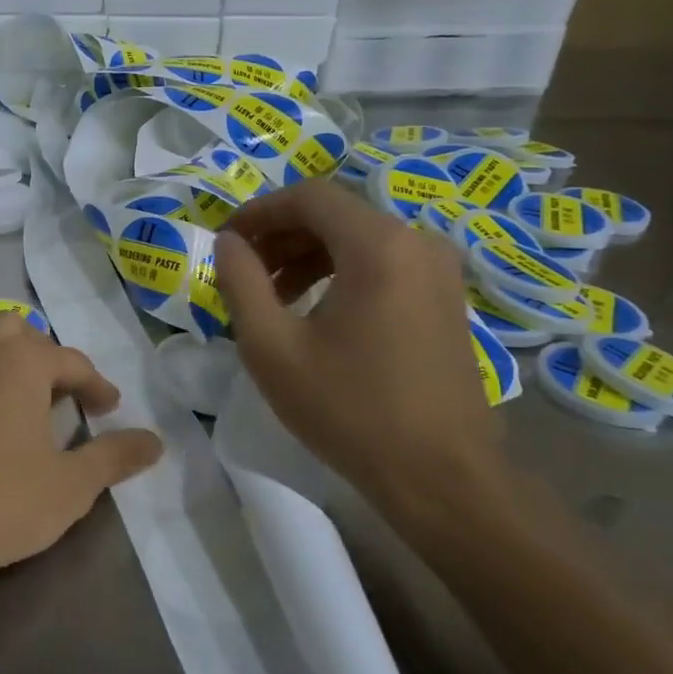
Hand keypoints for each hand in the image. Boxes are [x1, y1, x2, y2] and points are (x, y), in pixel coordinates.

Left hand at [0, 315, 163, 594]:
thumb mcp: (73, 486)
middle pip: (14, 328)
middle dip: (41, 352)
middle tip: (56, 391)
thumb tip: (155, 441)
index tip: (108, 408)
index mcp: (21, 364)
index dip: (96, 383)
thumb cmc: (3, 503)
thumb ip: (115, 456)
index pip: (71, 361)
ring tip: (1, 377)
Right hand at [214, 180, 506, 539]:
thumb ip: (241, 282)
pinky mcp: (446, 298)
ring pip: (359, 238)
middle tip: (244, 271)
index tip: (226, 241)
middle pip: (335, 214)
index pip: (308, 196)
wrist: (440, 477)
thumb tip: (228, 243)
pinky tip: (316, 311)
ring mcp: (439, 271)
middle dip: (281, 235)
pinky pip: (384, 263)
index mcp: (378, 245)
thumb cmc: (348, 409)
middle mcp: (417, 242)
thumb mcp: (272, 346)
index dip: (259, 211)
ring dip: (308, 255)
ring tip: (273, 296)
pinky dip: (341, 272)